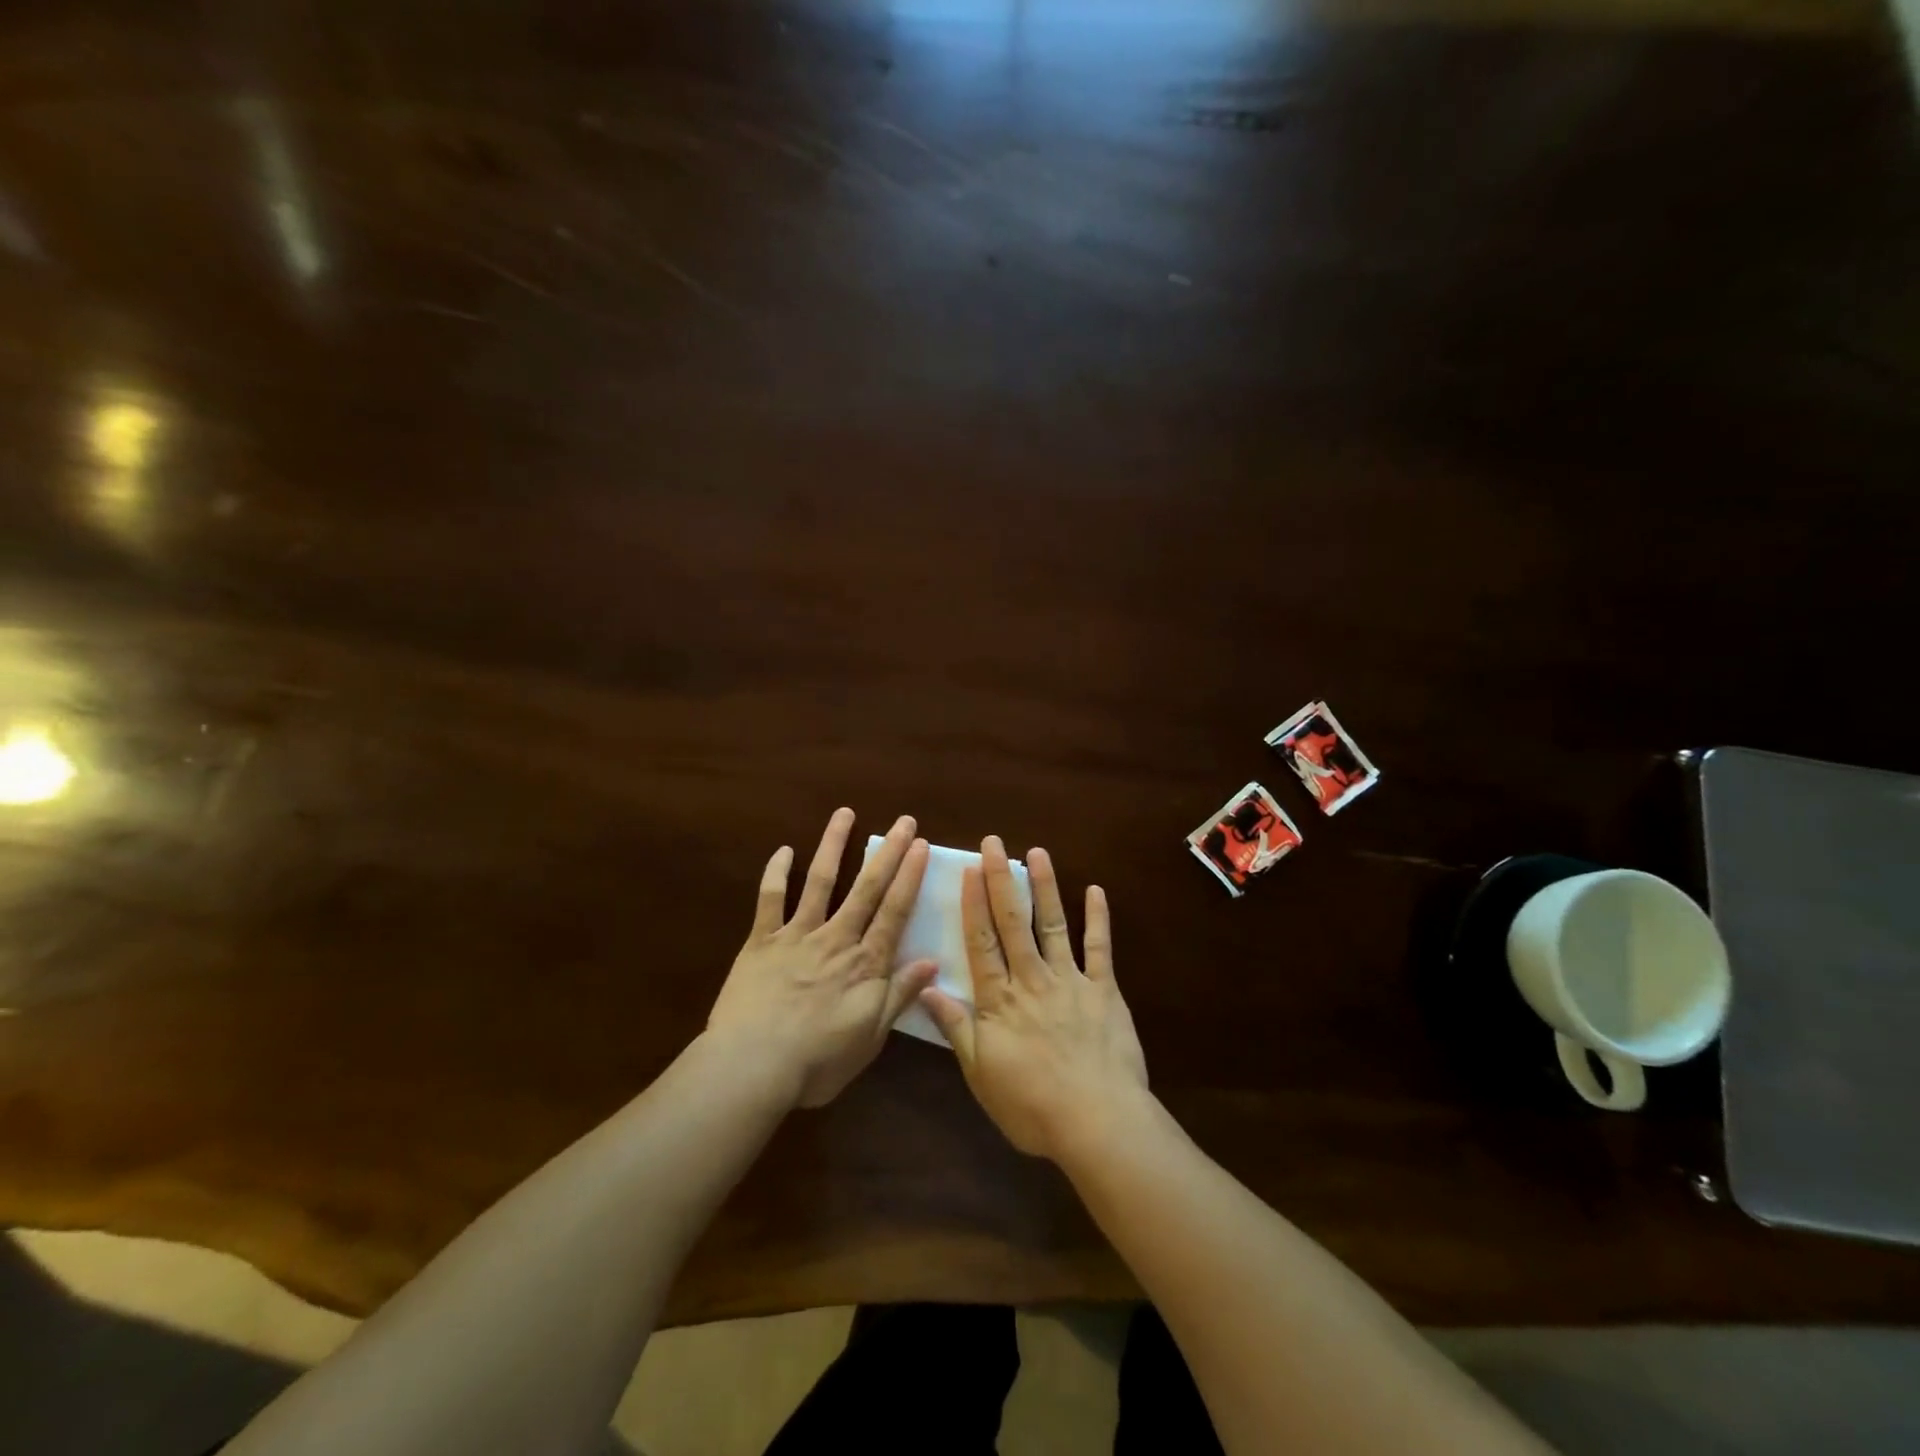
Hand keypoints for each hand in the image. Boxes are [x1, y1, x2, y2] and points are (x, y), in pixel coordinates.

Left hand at [708, 809, 937, 1108]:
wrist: (752, 1066)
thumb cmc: (817, 1061)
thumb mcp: (870, 1038)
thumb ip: (899, 996)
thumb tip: (932, 962)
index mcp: (864, 964)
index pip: (894, 912)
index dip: (910, 877)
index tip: (921, 846)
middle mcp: (835, 939)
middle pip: (866, 888)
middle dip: (887, 852)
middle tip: (903, 821)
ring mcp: (796, 935)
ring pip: (820, 882)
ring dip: (833, 845)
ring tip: (844, 813)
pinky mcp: (761, 941)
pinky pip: (770, 900)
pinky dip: (776, 873)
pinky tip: (783, 850)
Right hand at [920, 837, 1148, 1161]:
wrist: (1097, 1122)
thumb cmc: (1031, 1106)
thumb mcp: (980, 1074)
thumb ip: (956, 1028)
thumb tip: (926, 988)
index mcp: (999, 1000)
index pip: (981, 942)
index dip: (973, 904)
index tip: (968, 870)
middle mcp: (1031, 979)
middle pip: (1012, 922)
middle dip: (1001, 879)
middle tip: (994, 843)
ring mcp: (1070, 980)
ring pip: (1053, 925)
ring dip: (1044, 887)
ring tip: (1037, 852)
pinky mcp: (1104, 990)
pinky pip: (1100, 948)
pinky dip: (1098, 919)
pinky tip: (1096, 891)